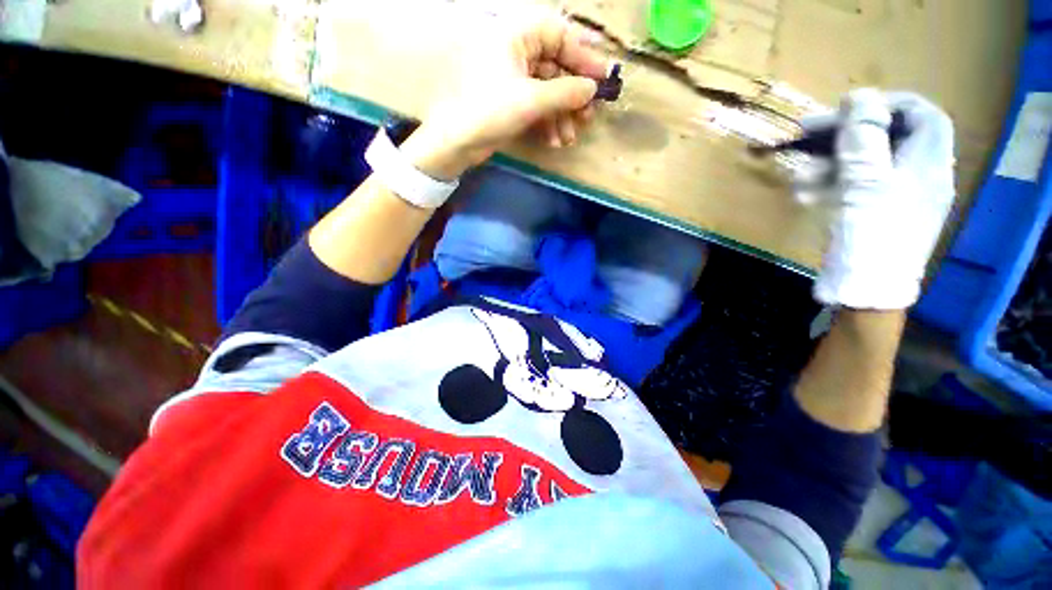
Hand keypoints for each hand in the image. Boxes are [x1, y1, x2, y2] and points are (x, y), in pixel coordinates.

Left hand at [403, 6, 609, 179]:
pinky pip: (537, 107)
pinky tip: (554, 141)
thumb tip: (592, 89)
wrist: (457, 143)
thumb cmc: (490, 112)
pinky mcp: (510, 102)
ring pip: (548, 91)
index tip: (602, 80)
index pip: (559, 35)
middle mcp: (515, 52)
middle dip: (572, 96)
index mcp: (516, 36)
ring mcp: (513, 79)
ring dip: (561, 116)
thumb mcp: (531, 100)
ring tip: (568, 138)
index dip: (583, 57)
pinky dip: (547, 123)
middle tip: (588, 117)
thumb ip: (566, 92)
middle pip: (556, 67)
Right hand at [795, 89, 955, 309]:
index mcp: (928, 162)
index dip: (886, 104)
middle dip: (845, 134)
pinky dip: (829, 186)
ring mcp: (894, 195)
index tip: (848, 108)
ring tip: (798, 175)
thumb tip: (858, 96)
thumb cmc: (872, 234)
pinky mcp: (873, 212)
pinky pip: (853, 187)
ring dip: (828, 164)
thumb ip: (863, 136)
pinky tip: (805, 194)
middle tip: (805, 134)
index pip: (920, 114)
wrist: (866, 291)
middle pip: (885, 137)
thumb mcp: (865, 181)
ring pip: (863, 163)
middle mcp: (917, 174)